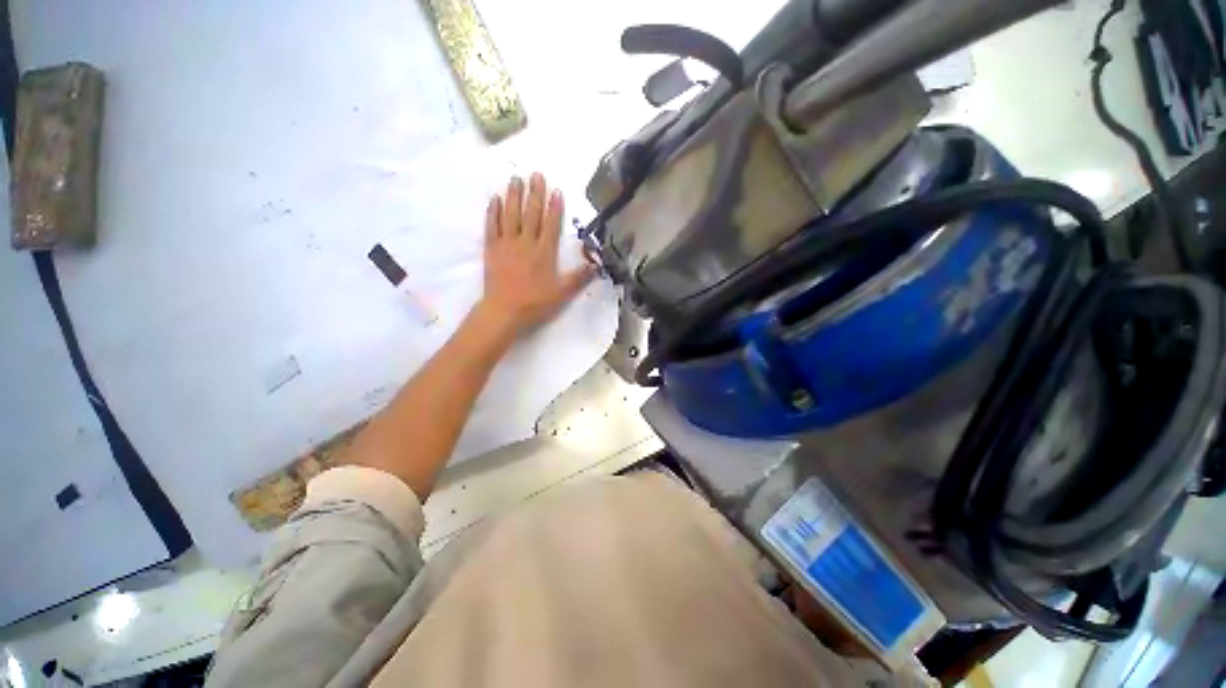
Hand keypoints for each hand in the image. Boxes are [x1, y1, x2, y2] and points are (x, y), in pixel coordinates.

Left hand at [479, 173, 594, 334]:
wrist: (504, 311)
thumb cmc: (535, 303)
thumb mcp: (562, 293)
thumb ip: (579, 278)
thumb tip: (596, 265)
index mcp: (544, 252)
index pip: (551, 225)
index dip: (555, 207)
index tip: (556, 190)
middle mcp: (526, 243)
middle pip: (531, 214)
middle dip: (535, 193)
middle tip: (536, 174)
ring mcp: (506, 244)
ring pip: (511, 215)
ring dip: (513, 196)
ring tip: (516, 179)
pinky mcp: (491, 249)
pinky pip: (491, 226)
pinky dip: (493, 212)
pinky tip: (494, 199)